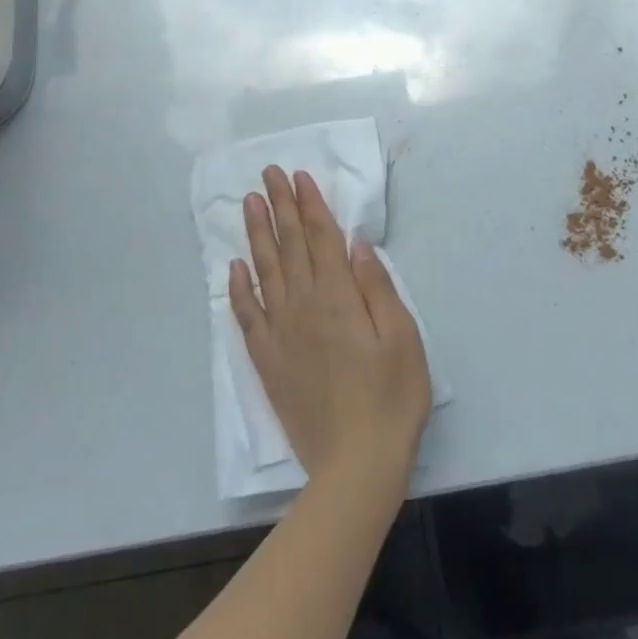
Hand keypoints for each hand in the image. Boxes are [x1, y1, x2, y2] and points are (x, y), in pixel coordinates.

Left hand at [231, 167, 431, 486]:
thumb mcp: (402, 337)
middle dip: (281, 206)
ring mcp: (281, 333)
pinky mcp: (268, 361)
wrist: (355, 465)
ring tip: (250, 203)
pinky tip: (234, 268)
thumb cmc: (391, 398)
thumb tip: (356, 244)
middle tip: (269, 174)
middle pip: (290, 245)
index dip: (310, 204)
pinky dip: (239, 289)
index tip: (298, 176)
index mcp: (338, 297)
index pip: (321, 238)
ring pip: (265, 271)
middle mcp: (304, 306)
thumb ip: (376, 286)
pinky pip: (247, 316)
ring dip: (257, 234)